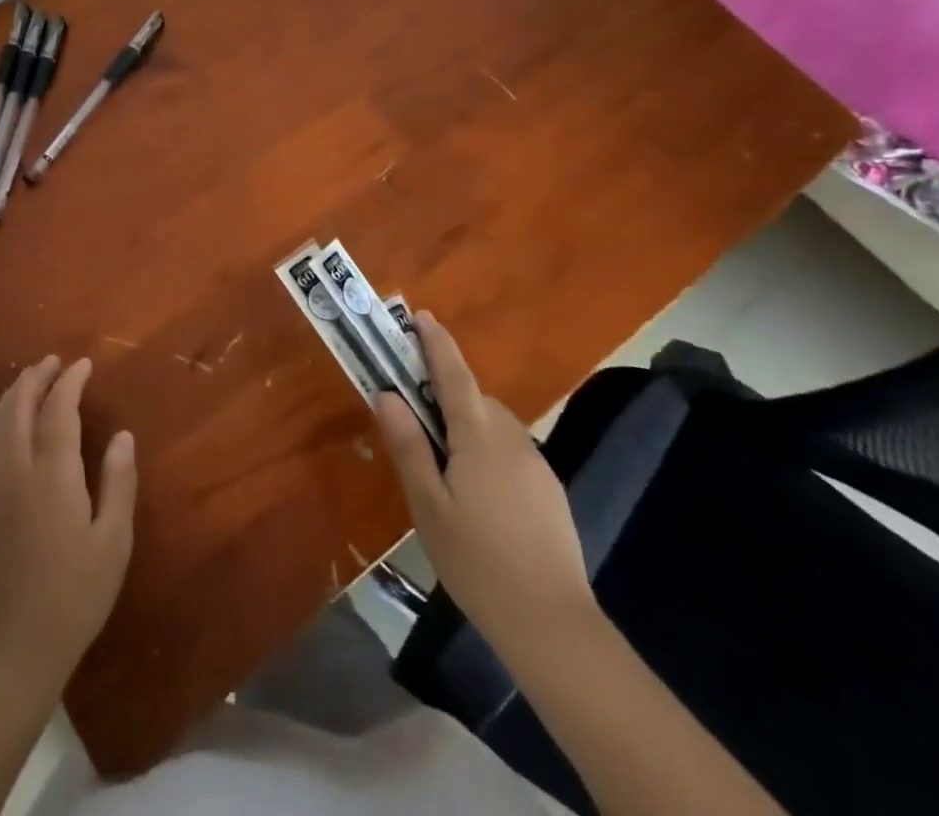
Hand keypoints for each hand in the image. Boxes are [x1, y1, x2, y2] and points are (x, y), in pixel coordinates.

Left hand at [0, 356, 136, 689]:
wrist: (18, 642)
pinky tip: (7, 420)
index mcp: (52, 475)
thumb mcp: (113, 541)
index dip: (69, 382)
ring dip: (14, 393)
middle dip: (36, 378)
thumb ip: (118, 483)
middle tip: (55, 361)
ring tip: (33, 378)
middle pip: (18, 407)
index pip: (57, 411)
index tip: (83, 364)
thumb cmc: (76, 593)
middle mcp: (17, 470)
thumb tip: (122, 435)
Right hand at [376, 312, 593, 640]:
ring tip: (444, 464)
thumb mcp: (428, 506)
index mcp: (478, 436)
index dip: (436, 342)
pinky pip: (510, 450)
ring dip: (468, 424)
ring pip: (495, 425)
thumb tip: (387, 394)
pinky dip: (488, 450)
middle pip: (475, 398)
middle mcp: (511, 438)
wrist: (552, 622)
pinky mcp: (549, 489)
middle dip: (446, 392)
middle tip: (415, 412)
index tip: (421, 315)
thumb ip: (409, 445)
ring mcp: (536, 464)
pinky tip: (478, 494)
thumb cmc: (477, 561)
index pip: (454, 374)